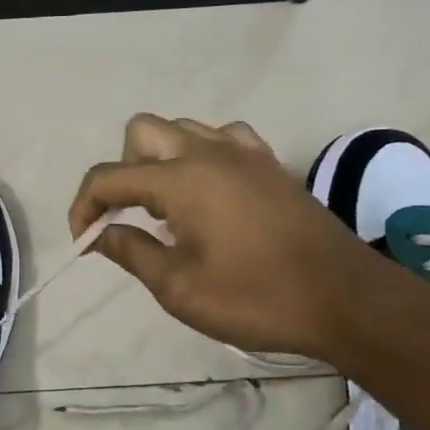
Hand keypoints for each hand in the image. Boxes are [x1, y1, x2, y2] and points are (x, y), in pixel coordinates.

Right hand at [68, 115, 373, 357]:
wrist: (346, 300)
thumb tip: (101, 233)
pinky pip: (222, 138)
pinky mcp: (269, 165)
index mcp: (182, 179)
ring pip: (182, 129)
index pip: (109, 176)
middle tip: (129, 215)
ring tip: (166, 207)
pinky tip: (208, 192)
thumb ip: (132, 252)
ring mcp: (244, 154)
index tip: (83, 240)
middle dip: (121, 170)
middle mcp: (209, 153)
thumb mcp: (179, 288)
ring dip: (160, 160)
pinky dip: (201, 156)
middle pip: (141, 132)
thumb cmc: (256, 297)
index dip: (84, 206)